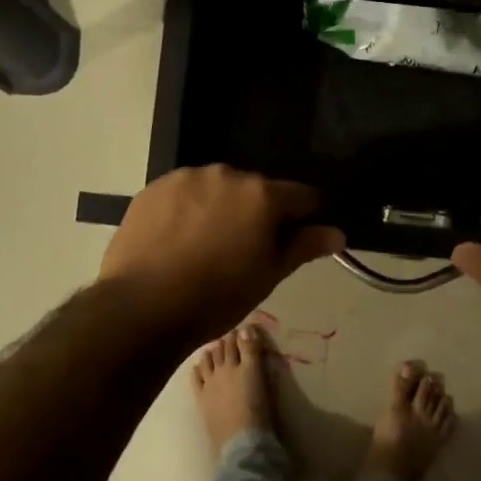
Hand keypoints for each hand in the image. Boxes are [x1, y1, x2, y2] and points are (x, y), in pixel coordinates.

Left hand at [98, 166, 346, 340]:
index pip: (301, 195)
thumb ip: (304, 247)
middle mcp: (227, 174)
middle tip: (245, 248)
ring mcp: (186, 178)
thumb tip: (337, 233)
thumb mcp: (268, 276)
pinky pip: (183, 193)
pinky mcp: (154, 188)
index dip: (306, 215)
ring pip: (217, 188)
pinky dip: (188, 209)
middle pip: (256, 189)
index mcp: (262, 196)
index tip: (298, 236)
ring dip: (221, 207)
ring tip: (206, 244)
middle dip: (257, 211)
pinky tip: (177, 239)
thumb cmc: (217, 296)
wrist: (142, 306)